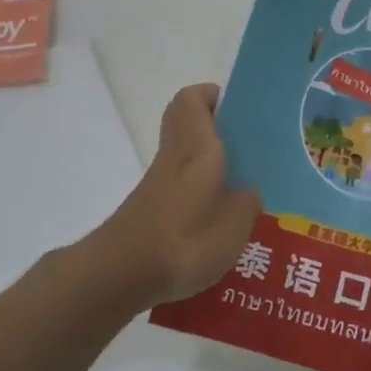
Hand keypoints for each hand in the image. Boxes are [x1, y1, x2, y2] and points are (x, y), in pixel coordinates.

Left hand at [90, 83, 260, 312]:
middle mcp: (174, 156)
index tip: (240, 109)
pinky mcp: (150, 207)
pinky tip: (218, 217)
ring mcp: (158, 182)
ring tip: (241, 184)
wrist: (121, 274)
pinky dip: (197, 188)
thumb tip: (249, 191)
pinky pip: (178, 182)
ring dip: (207, 159)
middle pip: (184, 121)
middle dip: (213, 124)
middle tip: (245, 144)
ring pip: (182, 152)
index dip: (213, 95)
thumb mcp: (233, 226)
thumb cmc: (184, 241)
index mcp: (196, 148)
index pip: (192, 99)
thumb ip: (247, 203)